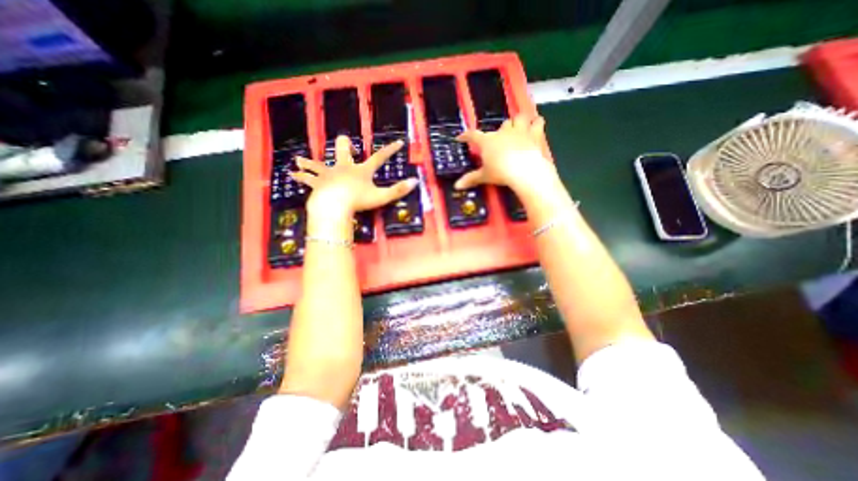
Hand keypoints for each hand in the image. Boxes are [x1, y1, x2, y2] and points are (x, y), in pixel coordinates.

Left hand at [292, 136, 419, 214]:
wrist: (334, 205)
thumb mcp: (382, 197)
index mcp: (361, 171)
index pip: (379, 158)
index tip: (398, 142)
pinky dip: (301, 176)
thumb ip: (398, 190)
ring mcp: (329, 174)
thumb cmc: (359, 201)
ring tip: (301, 159)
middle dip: (344, 146)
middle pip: (343, 151)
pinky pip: (307, 178)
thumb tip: (416, 182)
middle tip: (346, 146)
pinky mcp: (317, 183)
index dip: (390, 150)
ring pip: (318, 164)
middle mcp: (344, 168)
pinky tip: (292, 174)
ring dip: (311, 162)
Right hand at [452, 113, 560, 194]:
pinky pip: (537, 122)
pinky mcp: (535, 134)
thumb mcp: (484, 177)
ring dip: (518, 121)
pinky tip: (536, 124)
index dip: (465, 136)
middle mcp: (502, 132)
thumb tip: (456, 186)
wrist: (524, 170)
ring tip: (519, 127)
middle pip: (500, 125)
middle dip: (500, 131)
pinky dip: (536, 123)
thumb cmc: (500, 172)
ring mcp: (519, 131)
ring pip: (518, 118)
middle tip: (500, 139)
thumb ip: (471, 179)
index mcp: (487, 141)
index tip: (461, 137)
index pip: (473, 135)